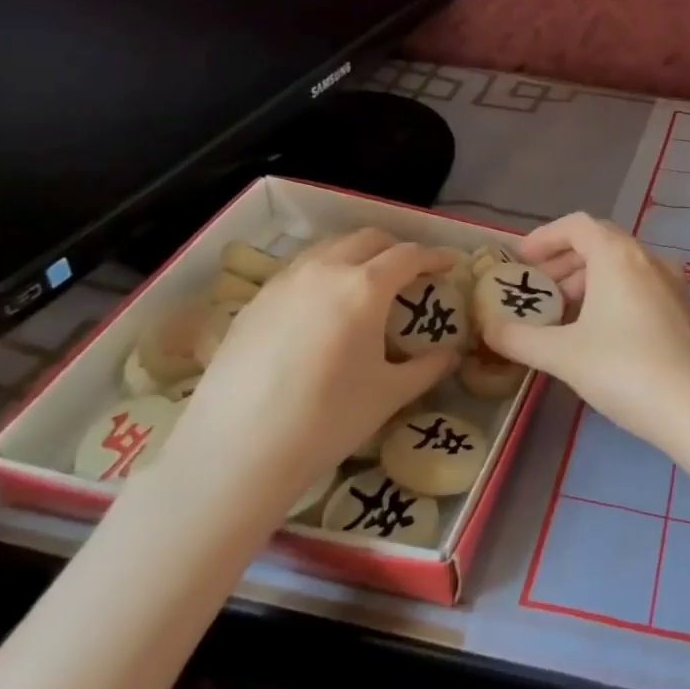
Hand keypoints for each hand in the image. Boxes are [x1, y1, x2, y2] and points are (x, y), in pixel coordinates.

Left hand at [156, 229, 457, 526]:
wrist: (238, 449)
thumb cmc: (328, 419)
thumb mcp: (389, 394)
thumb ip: (428, 368)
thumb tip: (451, 356)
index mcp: (364, 287)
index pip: (408, 255)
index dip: (434, 257)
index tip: (449, 265)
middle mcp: (324, 271)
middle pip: (367, 239)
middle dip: (395, 249)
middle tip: (410, 273)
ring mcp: (283, 282)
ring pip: (328, 249)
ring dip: (356, 255)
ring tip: (365, 284)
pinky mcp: (254, 302)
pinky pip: (298, 271)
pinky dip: (322, 274)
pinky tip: (321, 309)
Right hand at [481, 213, 689, 452]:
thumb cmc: (626, 369)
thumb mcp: (563, 355)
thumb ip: (519, 339)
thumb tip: (488, 329)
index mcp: (618, 256)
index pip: (577, 225)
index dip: (545, 237)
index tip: (521, 260)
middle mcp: (649, 259)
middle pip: (600, 244)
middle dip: (563, 263)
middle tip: (538, 292)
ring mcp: (672, 285)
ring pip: (622, 268)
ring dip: (588, 283)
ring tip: (563, 317)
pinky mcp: (684, 312)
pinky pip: (640, 288)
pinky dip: (613, 297)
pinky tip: (600, 335)